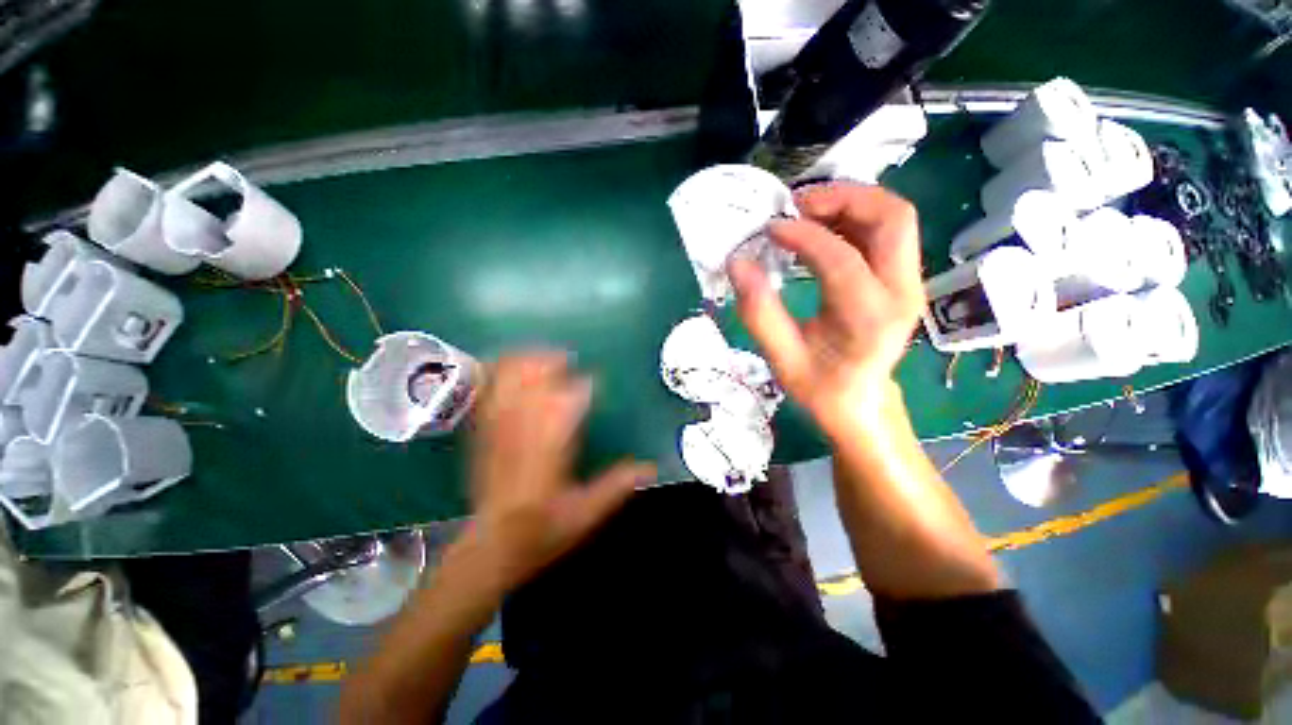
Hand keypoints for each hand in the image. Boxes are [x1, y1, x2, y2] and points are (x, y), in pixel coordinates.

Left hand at [464, 352, 655, 592]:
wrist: (490, 548)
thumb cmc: (541, 532)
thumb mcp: (586, 515)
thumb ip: (617, 486)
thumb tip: (651, 467)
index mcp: (550, 452)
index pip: (567, 406)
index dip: (581, 389)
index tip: (592, 381)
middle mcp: (523, 434)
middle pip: (532, 384)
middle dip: (549, 364)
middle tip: (566, 359)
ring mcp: (499, 431)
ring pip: (508, 383)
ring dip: (524, 364)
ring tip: (541, 357)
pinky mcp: (483, 434)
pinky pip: (487, 393)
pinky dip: (497, 374)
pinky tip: (508, 365)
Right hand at [728, 183, 923, 437]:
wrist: (859, 401)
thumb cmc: (819, 386)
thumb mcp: (781, 359)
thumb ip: (759, 313)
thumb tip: (738, 263)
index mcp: (869, 319)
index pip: (841, 258)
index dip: (802, 235)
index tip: (769, 230)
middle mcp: (901, 293)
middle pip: (891, 217)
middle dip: (842, 198)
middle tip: (795, 206)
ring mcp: (908, 282)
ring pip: (893, 218)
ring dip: (849, 203)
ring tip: (803, 213)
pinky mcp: (902, 278)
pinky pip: (885, 232)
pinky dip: (852, 218)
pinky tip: (819, 230)